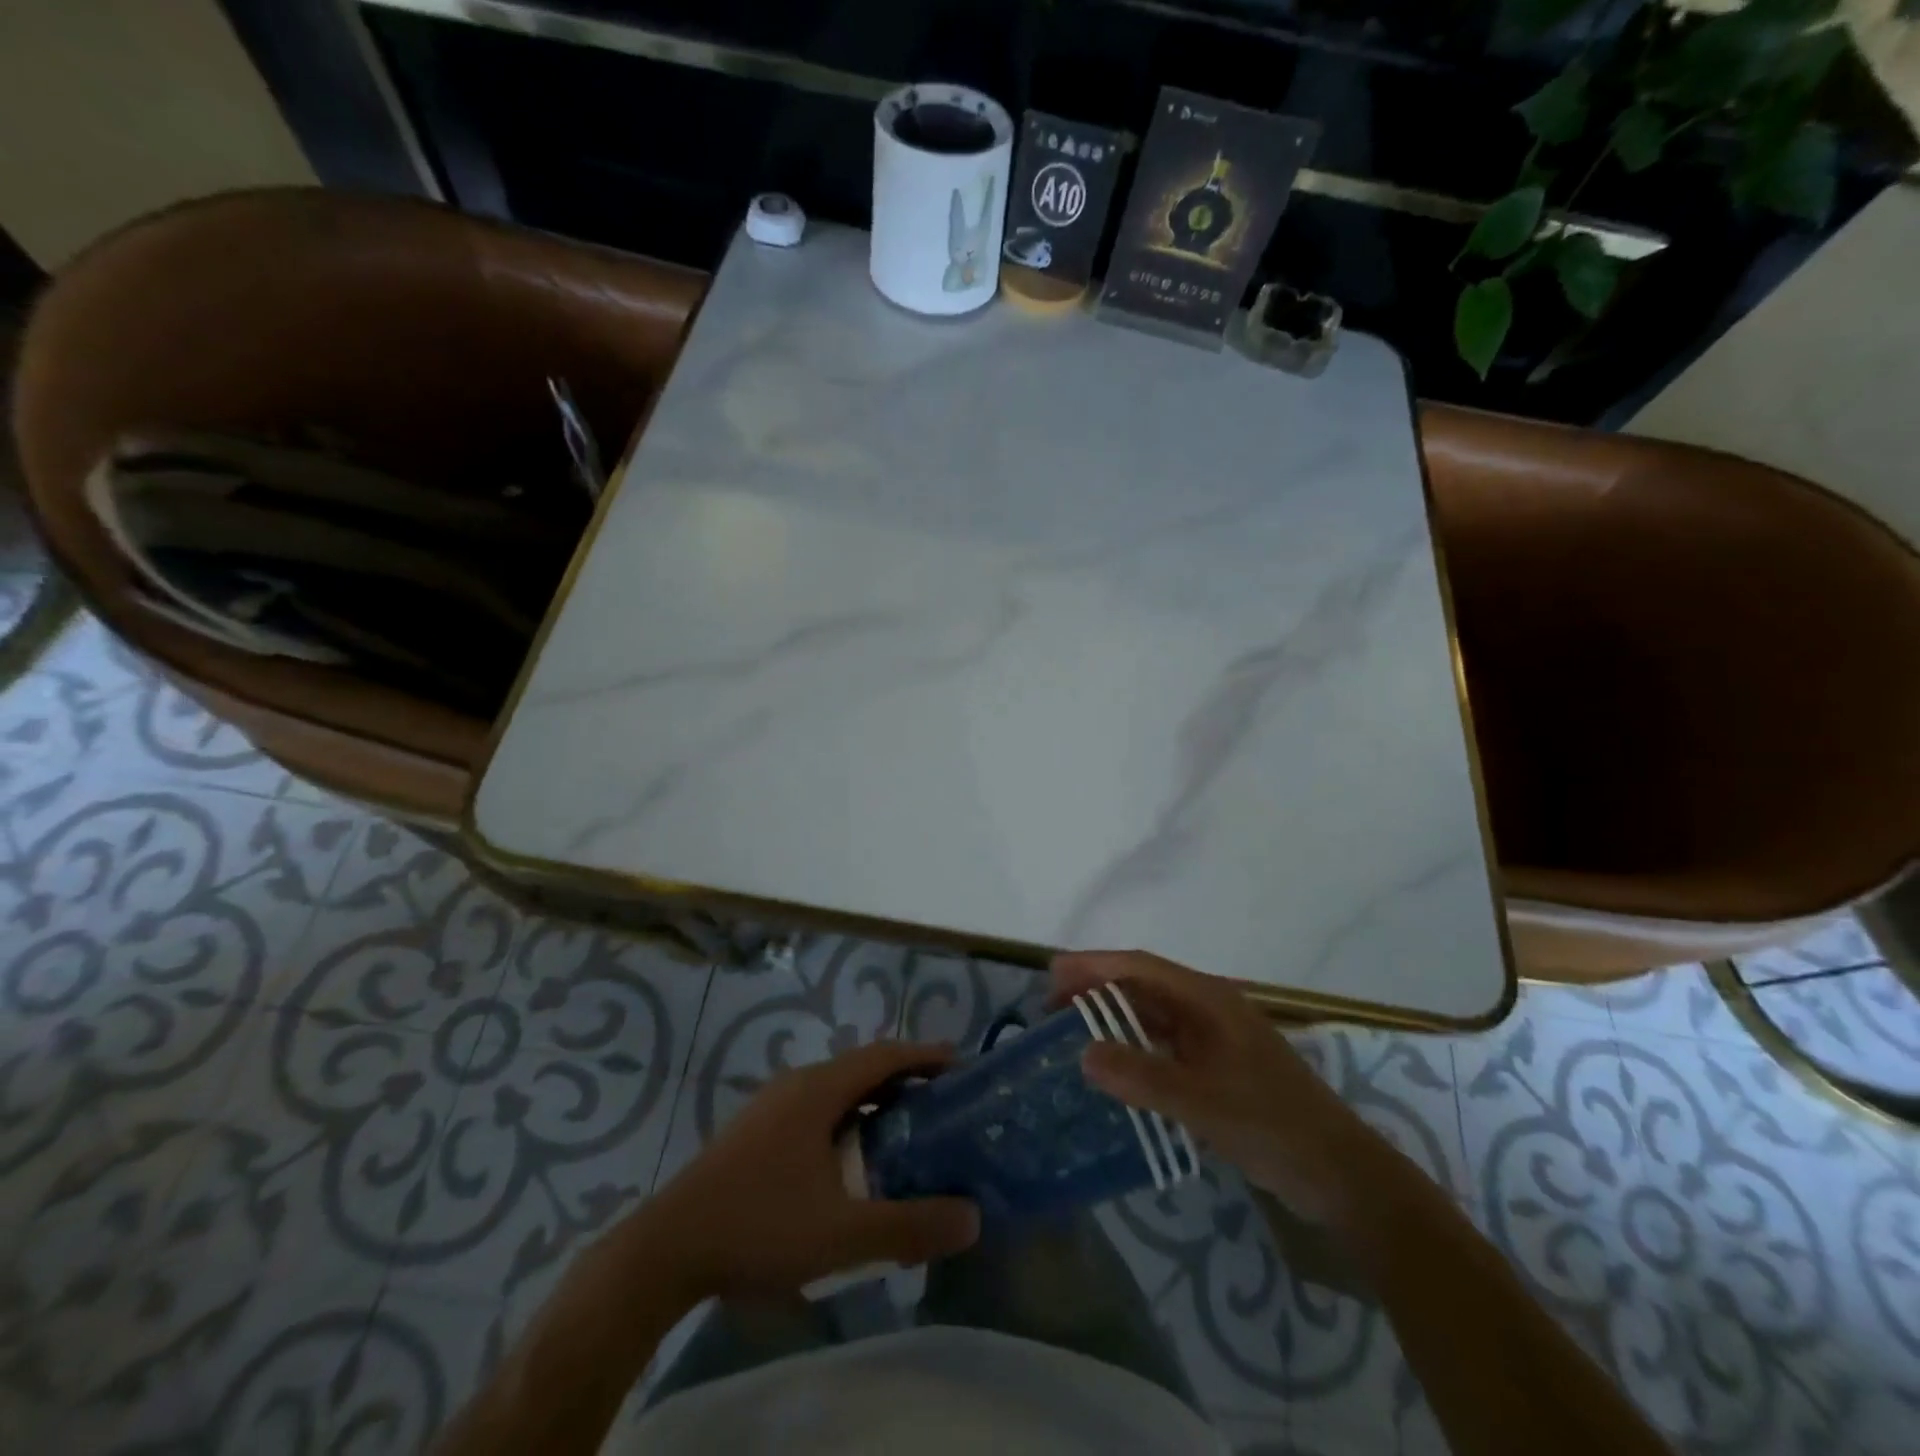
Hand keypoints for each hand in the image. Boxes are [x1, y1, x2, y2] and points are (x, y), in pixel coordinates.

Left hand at [647, 1040, 980, 1297]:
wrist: (666, 1250)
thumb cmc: (759, 1226)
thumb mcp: (842, 1233)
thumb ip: (909, 1226)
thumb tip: (972, 1217)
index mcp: (818, 1090)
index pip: (884, 1055)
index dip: (924, 1056)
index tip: (960, 1066)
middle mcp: (796, 1085)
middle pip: (862, 1068)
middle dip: (904, 1080)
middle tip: (942, 1105)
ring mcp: (770, 1107)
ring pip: (836, 1090)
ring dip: (874, 1102)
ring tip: (905, 1132)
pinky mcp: (755, 1132)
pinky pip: (815, 1109)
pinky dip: (847, 1120)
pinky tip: (851, 1161)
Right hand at [1053, 950, 1385, 1224]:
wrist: (1341, 1176)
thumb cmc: (1273, 1126)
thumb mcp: (1202, 1102)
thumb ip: (1142, 1077)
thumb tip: (1083, 1053)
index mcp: (1209, 1000)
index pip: (1140, 967)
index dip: (1094, 965)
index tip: (1051, 973)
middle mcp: (1209, 1009)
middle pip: (1143, 986)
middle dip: (1097, 989)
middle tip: (1050, 1007)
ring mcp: (1214, 1039)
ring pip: (1152, 1016)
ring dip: (1113, 1018)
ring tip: (1071, 1031)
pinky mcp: (1218, 1069)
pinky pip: (1164, 1046)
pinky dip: (1134, 1048)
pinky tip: (1113, 1067)